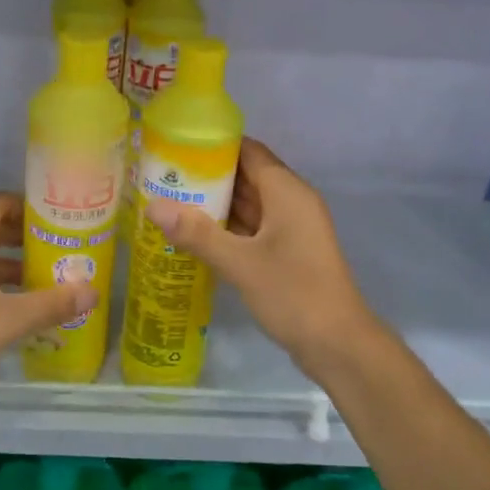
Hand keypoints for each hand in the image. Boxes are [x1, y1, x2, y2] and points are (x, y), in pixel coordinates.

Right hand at [144, 138, 376, 375]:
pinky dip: (226, 226)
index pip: (248, 150)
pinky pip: (252, 227)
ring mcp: (290, 228)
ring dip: (215, 201)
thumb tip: (152, 205)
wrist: (337, 344)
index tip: (175, 146)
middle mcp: (291, 201)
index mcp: (287, 191)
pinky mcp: (287, 251)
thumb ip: (196, 233)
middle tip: (162, 176)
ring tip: (169, 199)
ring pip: (248, 202)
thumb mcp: (240, 263)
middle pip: (246, 175)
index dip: (213, 144)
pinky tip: (194, 233)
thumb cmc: (293, 293)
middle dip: (207, 174)